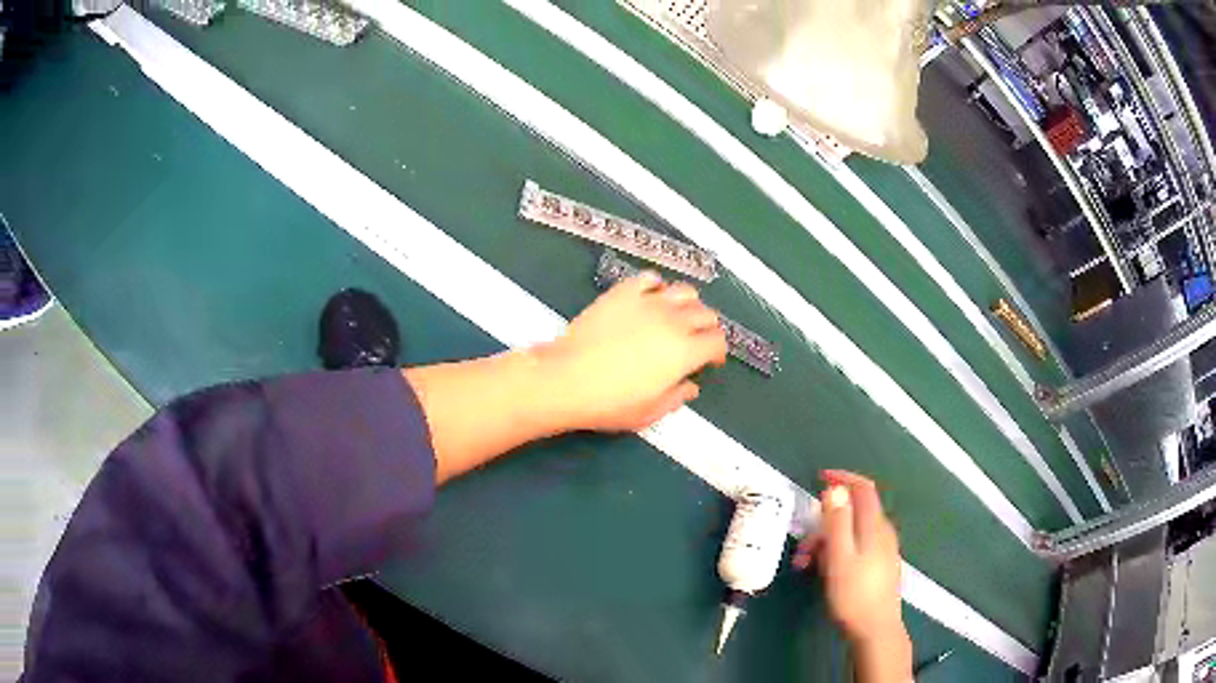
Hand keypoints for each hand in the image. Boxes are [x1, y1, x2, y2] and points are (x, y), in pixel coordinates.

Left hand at [539, 271, 727, 431]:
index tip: (711, 359)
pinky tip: (651, 295)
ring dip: (688, 303)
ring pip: (684, 291)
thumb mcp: (650, 412)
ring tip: (677, 315)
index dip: (718, 351)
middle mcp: (673, 322)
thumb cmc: (609, 403)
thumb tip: (690, 387)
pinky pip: (649, 278)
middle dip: (707, 327)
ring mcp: (648, 303)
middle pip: (705, 314)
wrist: (567, 379)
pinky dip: (657, 285)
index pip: (717, 341)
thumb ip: (676, 398)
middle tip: (696, 338)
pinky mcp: (623, 292)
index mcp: (685, 353)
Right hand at [793, 470, 903, 645]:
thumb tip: (835, 489)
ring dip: (827, 541)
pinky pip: (857, 546)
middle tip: (803, 544)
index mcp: (874, 526)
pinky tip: (825, 571)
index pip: (863, 488)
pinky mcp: (880, 566)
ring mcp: (883, 550)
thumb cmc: (854, 594)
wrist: (875, 629)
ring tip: (806, 565)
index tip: (819, 478)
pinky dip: (837, 551)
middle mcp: (882, 532)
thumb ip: (837, 522)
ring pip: (853, 532)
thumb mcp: (839, 557)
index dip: (843, 478)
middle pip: (854, 512)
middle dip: (825, 521)